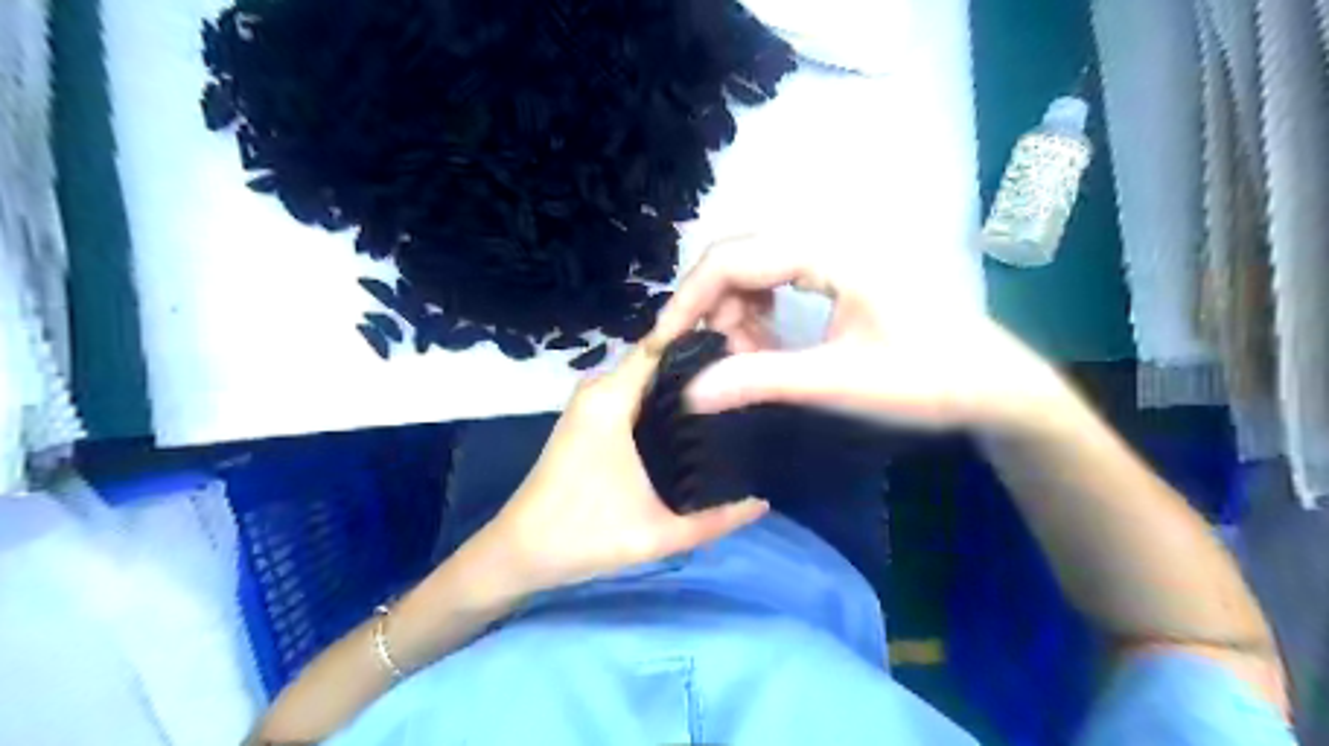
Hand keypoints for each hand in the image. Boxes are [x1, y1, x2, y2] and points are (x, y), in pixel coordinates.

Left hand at [466, 344, 774, 600]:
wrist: (519, 551)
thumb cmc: (584, 535)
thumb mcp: (658, 534)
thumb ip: (717, 521)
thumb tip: (765, 502)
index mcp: (612, 399)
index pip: (663, 346)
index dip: (703, 342)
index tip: (746, 350)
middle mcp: (599, 389)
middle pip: (659, 359)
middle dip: (700, 366)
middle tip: (747, 382)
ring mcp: (590, 401)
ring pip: (646, 376)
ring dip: (681, 383)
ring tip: (729, 397)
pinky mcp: (588, 416)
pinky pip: (633, 392)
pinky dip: (661, 397)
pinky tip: (692, 418)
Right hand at [651, 236, 1073, 435]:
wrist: (995, 384)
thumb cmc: (929, 380)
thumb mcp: (840, 383)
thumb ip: (761, 381)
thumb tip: (690, 393)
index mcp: (830, 251)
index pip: (734, 259)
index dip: (688, 300)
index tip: (662, 346)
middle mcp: (828, 236)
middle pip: (739, 257)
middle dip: (711, 307)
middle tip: (702, 358)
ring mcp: (836, 250)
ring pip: (755, 268)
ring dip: (735, 312)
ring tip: (741, 359)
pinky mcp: (841, 269)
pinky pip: (778, 279)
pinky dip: (759, 313)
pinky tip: (765, 347)